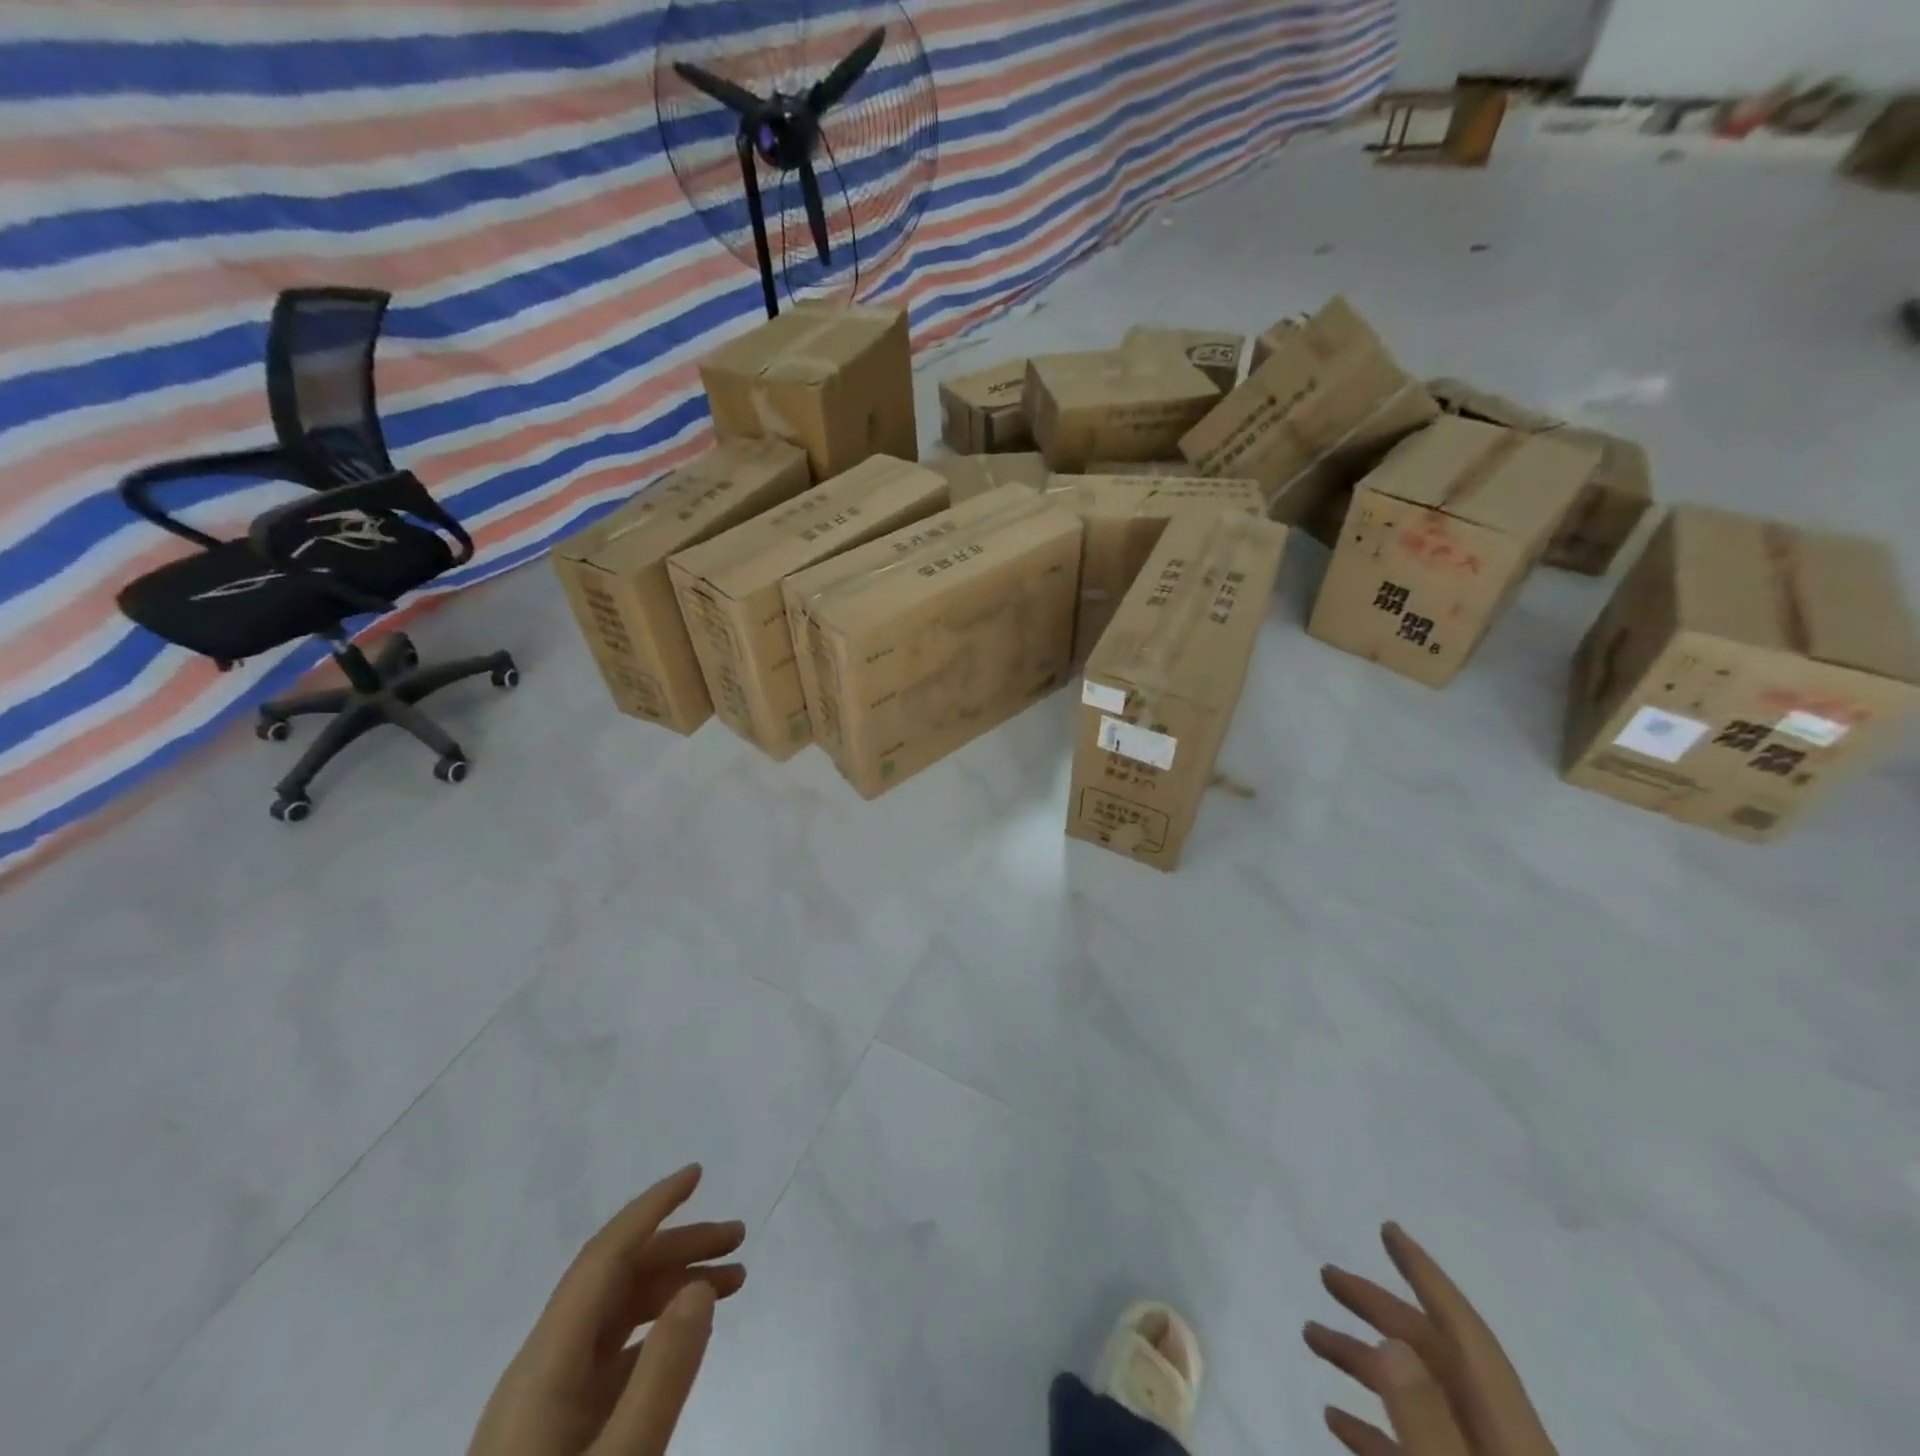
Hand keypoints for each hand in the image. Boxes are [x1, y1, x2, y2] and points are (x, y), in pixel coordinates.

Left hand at [470, 1164, 745, 1455]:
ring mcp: (545, 1407)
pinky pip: (614, 1357)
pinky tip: (688, 1339)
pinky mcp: (556, 1436)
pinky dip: (658, 1333)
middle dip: (679, 1246)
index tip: (698, 1175)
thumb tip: (700, 1286)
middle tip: (741, 1237)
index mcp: (544, 1367)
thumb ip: (662, 1375)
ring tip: (733, 1282)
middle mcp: (541, 1371)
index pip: (603, 1258)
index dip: (651, 1209)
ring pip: (616, 1316)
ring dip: (673, 1287)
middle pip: (615, 1281)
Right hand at [1303, 1223, 1558, 1455]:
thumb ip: (1427, 1430)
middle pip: (1438, 1363)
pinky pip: (1415, 1455)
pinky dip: (1374, 1431)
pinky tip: (1335, 1423)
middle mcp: (1501, 1454)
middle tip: (1327, 1278)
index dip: (1427, 1279)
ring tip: (1312, 1338)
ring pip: (1421, 1405)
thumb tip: (1390, 1343)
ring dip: (1366, 1366)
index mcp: (1512, 1444)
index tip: (1388, 1230)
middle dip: (1381, 1312)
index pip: (1467, 1340)